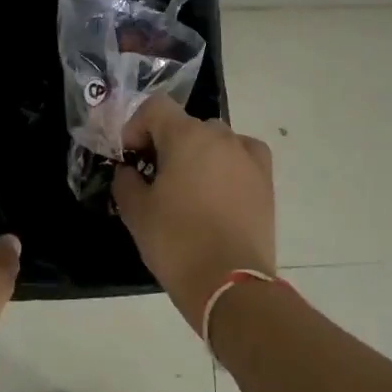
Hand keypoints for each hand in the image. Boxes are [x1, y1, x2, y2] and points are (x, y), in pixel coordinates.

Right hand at [113, 97, 276, 330]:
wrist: (230, 284)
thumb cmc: (177, 242)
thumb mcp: (136, 212)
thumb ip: (126, 181)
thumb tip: (129, 171)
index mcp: (186, 136)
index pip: (155, 107)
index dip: (136, 126)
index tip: (130, 156)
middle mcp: (220, 136)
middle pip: (185, 124)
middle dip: (166, 143)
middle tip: (154, 176)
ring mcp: (247, 156)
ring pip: (215, 140)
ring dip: (197, 153)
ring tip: (189, 186)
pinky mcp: (265, 180)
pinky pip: (243, 156)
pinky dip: (229, 163)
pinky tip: (221, 187)